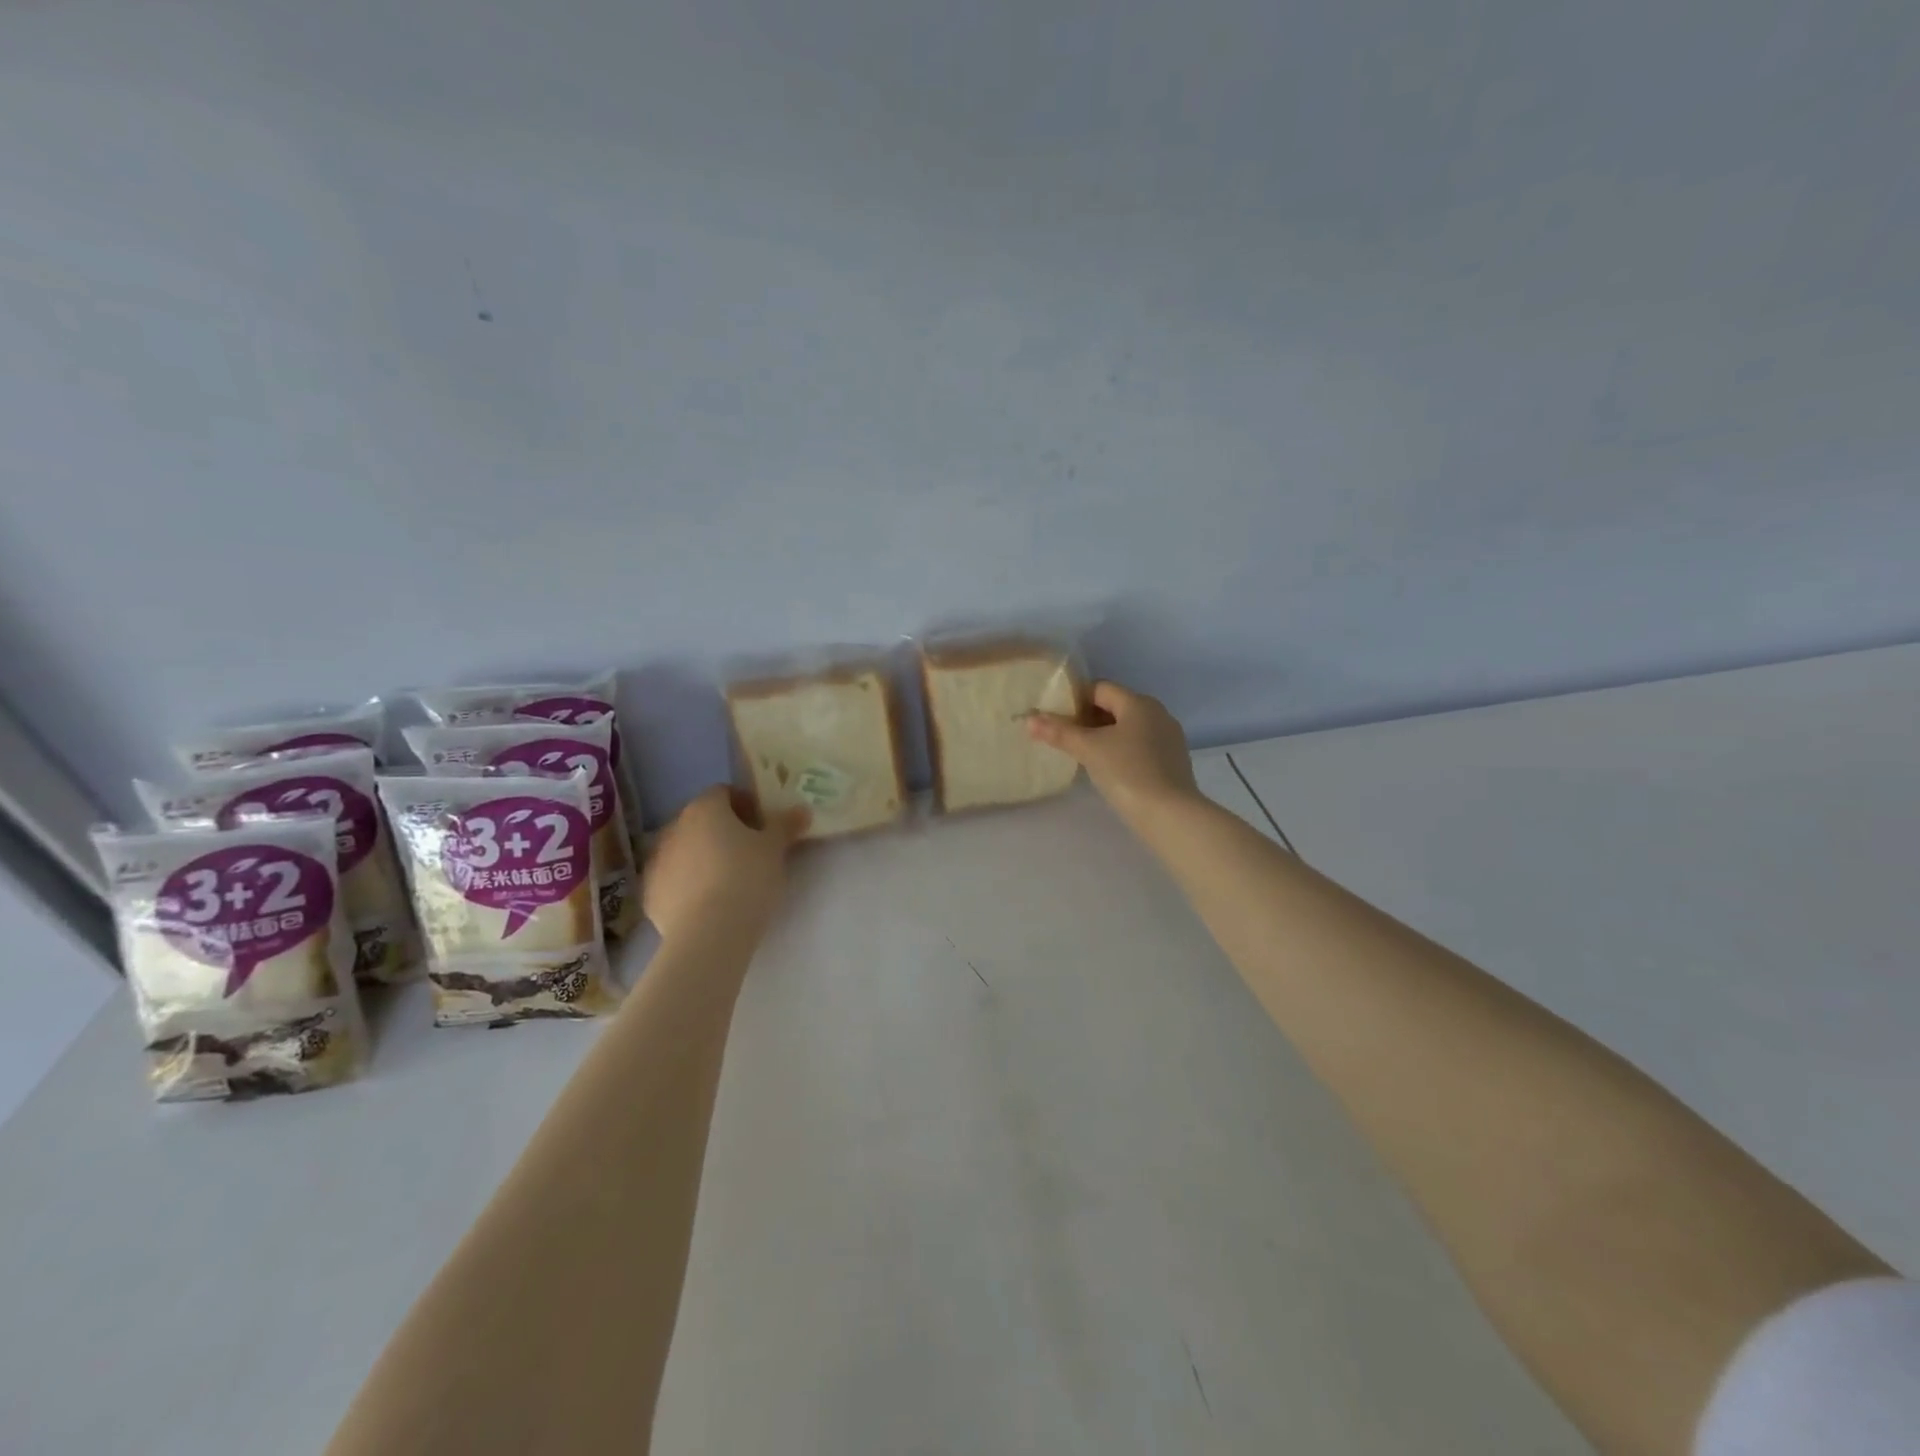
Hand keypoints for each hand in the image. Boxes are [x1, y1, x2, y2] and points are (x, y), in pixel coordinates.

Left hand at [643, 786, 808, 941]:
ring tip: (729, 881)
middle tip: (750, 852)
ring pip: (685, 851)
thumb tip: (801, 810)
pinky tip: (709, 903)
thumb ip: (786, 824)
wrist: (710, 933)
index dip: (746, 805)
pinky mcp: (649, 895)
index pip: (724, 793)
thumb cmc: (747, 877)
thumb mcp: (775, 848)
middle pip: (702, 821)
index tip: (763, 825)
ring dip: (704, 857)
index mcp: (704, 809)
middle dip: (724, 831)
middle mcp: (674, 828)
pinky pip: (674, 880)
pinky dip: (689, 885)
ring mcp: (656, 862)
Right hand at [1027, 681, 1199, 831]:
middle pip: (1114, 707)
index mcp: (1139, 703)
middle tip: (1063, 737)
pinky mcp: (1172, 762)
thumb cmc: (1127, 772)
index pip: (1100, 688)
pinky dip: (1121, 752)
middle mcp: (1157, 714)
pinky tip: (1107, 771)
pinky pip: (1139, 747)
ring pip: (1128, 729)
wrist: (1170, 814)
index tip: (1054, 717)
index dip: (1075, 699)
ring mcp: (1168, 739)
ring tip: (1080, 754)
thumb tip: (1029, 719)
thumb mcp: (1088, 749)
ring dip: (1103, 737)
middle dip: (1087, 719)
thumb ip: (1059, 732)